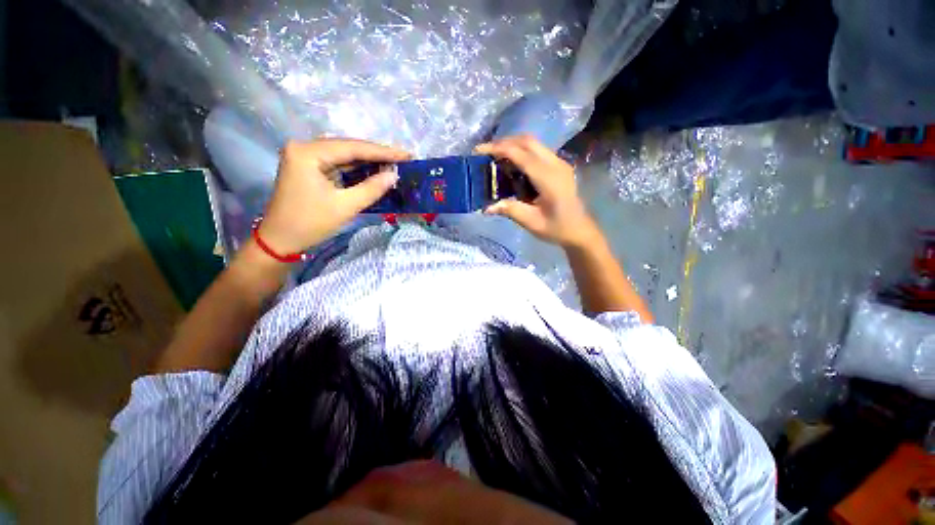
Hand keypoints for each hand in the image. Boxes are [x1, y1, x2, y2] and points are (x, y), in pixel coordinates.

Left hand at [258, 139, 409, 254]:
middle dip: (377, 155)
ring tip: (394, 164)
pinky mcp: (309, 168)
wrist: (280, 240)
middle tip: (403, 158)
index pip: (352, 148)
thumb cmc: (310, 223)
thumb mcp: (345, 206)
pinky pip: (338, 165)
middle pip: (348, 148)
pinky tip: (375, 171)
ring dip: (369, 162)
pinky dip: (357, 170)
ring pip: (345, 156)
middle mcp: (305, 148)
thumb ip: (371, 188)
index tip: (406, 155)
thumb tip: (394, 176)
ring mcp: (306, 157)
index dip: (382, 152)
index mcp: (308, 153)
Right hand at [476, 136, 599, 248]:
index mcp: (549, 178)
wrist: (580, 230)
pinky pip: (537, 150)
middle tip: (485, 152)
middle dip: (504, 142)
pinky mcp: (558, 165)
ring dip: (512, 145)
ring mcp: (559, 162)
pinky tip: (511, 164)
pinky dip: (521, 151)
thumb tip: (486, 207)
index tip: (479, 151)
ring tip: (494, 157)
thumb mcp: (532, 222)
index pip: (521, 154)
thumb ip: (510, 210)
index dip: (498, 149)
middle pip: (527, 141)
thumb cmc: (557, 228)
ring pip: (533, 143)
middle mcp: (555, 164)